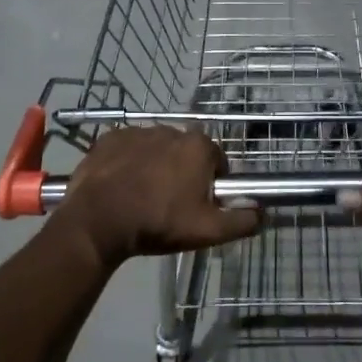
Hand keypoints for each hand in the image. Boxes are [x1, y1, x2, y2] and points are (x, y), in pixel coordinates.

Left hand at [54, 125, 259, 266]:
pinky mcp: (109, 139)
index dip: (212, 183)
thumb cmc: (158, 222)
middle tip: (171, 205)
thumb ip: (242, 221)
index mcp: (198, 147)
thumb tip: (263, 213)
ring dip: (155, 166)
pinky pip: (127, 149)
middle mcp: (171, 130)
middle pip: (186, 153)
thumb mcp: (208, 231)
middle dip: (183, 173)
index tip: (200, 204)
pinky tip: (121, 187)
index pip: (217, 161)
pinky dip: (128, 163)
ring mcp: (137, 132)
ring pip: (156, 149)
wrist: (98, 222)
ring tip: (143, 197)